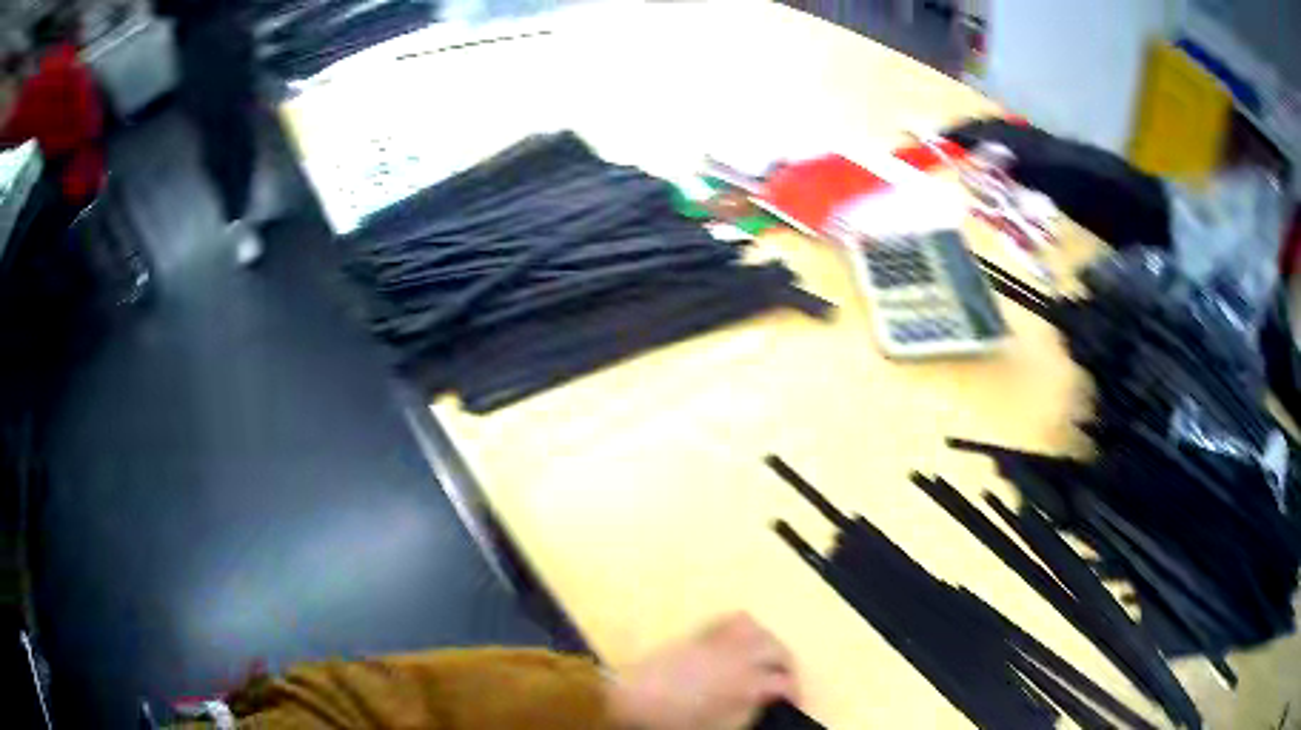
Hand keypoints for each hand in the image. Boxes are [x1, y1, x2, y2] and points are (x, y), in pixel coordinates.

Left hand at [607, 613, 798, 729]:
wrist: (633, 698)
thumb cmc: (677, 720)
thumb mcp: (722, 724)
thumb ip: (749, 710)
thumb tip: (764, 701)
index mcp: (745, 682)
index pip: (784, 682)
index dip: (795, 692)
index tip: (795, 702)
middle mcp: (738, 656)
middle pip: (777, 649)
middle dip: (787, 664)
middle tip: (786, 680)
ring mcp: (718, 642)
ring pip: (757, 629)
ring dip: (770, 642)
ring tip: (770, 658)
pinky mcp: (699, 635)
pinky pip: (729, 621)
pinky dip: (744, 628)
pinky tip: (744, 640)